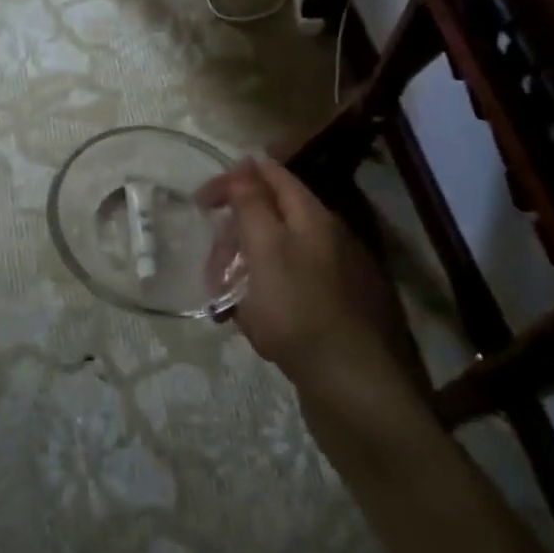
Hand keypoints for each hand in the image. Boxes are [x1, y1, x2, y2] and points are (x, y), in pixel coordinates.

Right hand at [198, 158, 428, 414]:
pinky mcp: (327, 311)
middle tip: (211, 267)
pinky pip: (283, 291)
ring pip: (272, 258)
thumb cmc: (300, 311)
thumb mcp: (267, 250)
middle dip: (233, 236)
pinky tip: (249, 324)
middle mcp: (324, 239)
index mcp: (312, 217)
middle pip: (269, 218)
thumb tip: (244, 163)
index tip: (200, 202)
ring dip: (241, 272)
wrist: (353, 388)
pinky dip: (259, 300)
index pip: (270, 175)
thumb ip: (252, 204)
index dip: (233, 180)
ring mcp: (329, 277)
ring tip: (224, 303)